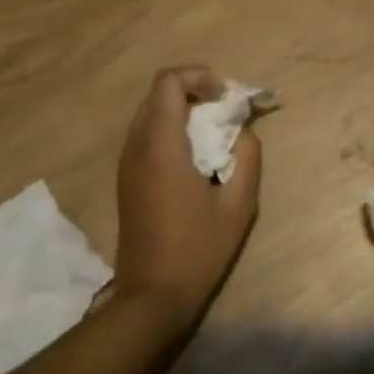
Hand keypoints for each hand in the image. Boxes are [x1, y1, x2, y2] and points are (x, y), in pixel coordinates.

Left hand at [112, 66, 260, 332]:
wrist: (152, 297)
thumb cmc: (198, 249)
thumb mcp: (238, 204)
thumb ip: (247, 156)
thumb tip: (244, 130)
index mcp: (160, 146)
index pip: (168, 82)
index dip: (199, 76)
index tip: (225, 97)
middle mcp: (136, 147)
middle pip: (158, 94)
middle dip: (194, 91)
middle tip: (225, 110)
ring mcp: (127, 164)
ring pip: (151, 114)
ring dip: (183, 110)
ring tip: (214, 132)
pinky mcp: (127, 180)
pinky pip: (147, 135)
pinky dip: (172, 130)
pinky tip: (196, 156)